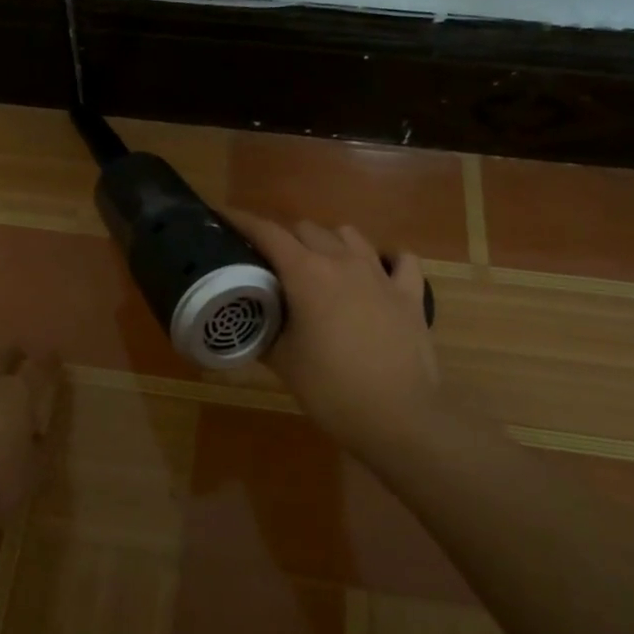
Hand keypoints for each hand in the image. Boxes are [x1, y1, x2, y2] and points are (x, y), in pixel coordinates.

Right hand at [229, 211, 441, 451]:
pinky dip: (386, 260)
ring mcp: (381, 274)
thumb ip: (263, 331)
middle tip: (271, 263)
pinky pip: (400, 259)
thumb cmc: (331, 389)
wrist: (397, 417)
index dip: (242, 221)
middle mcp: (343, 261)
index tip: (223, 216)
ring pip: (349, 235)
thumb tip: (251, 320)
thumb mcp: (283, 362)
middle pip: (307, 229)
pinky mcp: (410, 293)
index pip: (267, 233)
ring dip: (329, 242)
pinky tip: (377, 274)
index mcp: (306, 273)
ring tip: (320, 266)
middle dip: (285, 238)